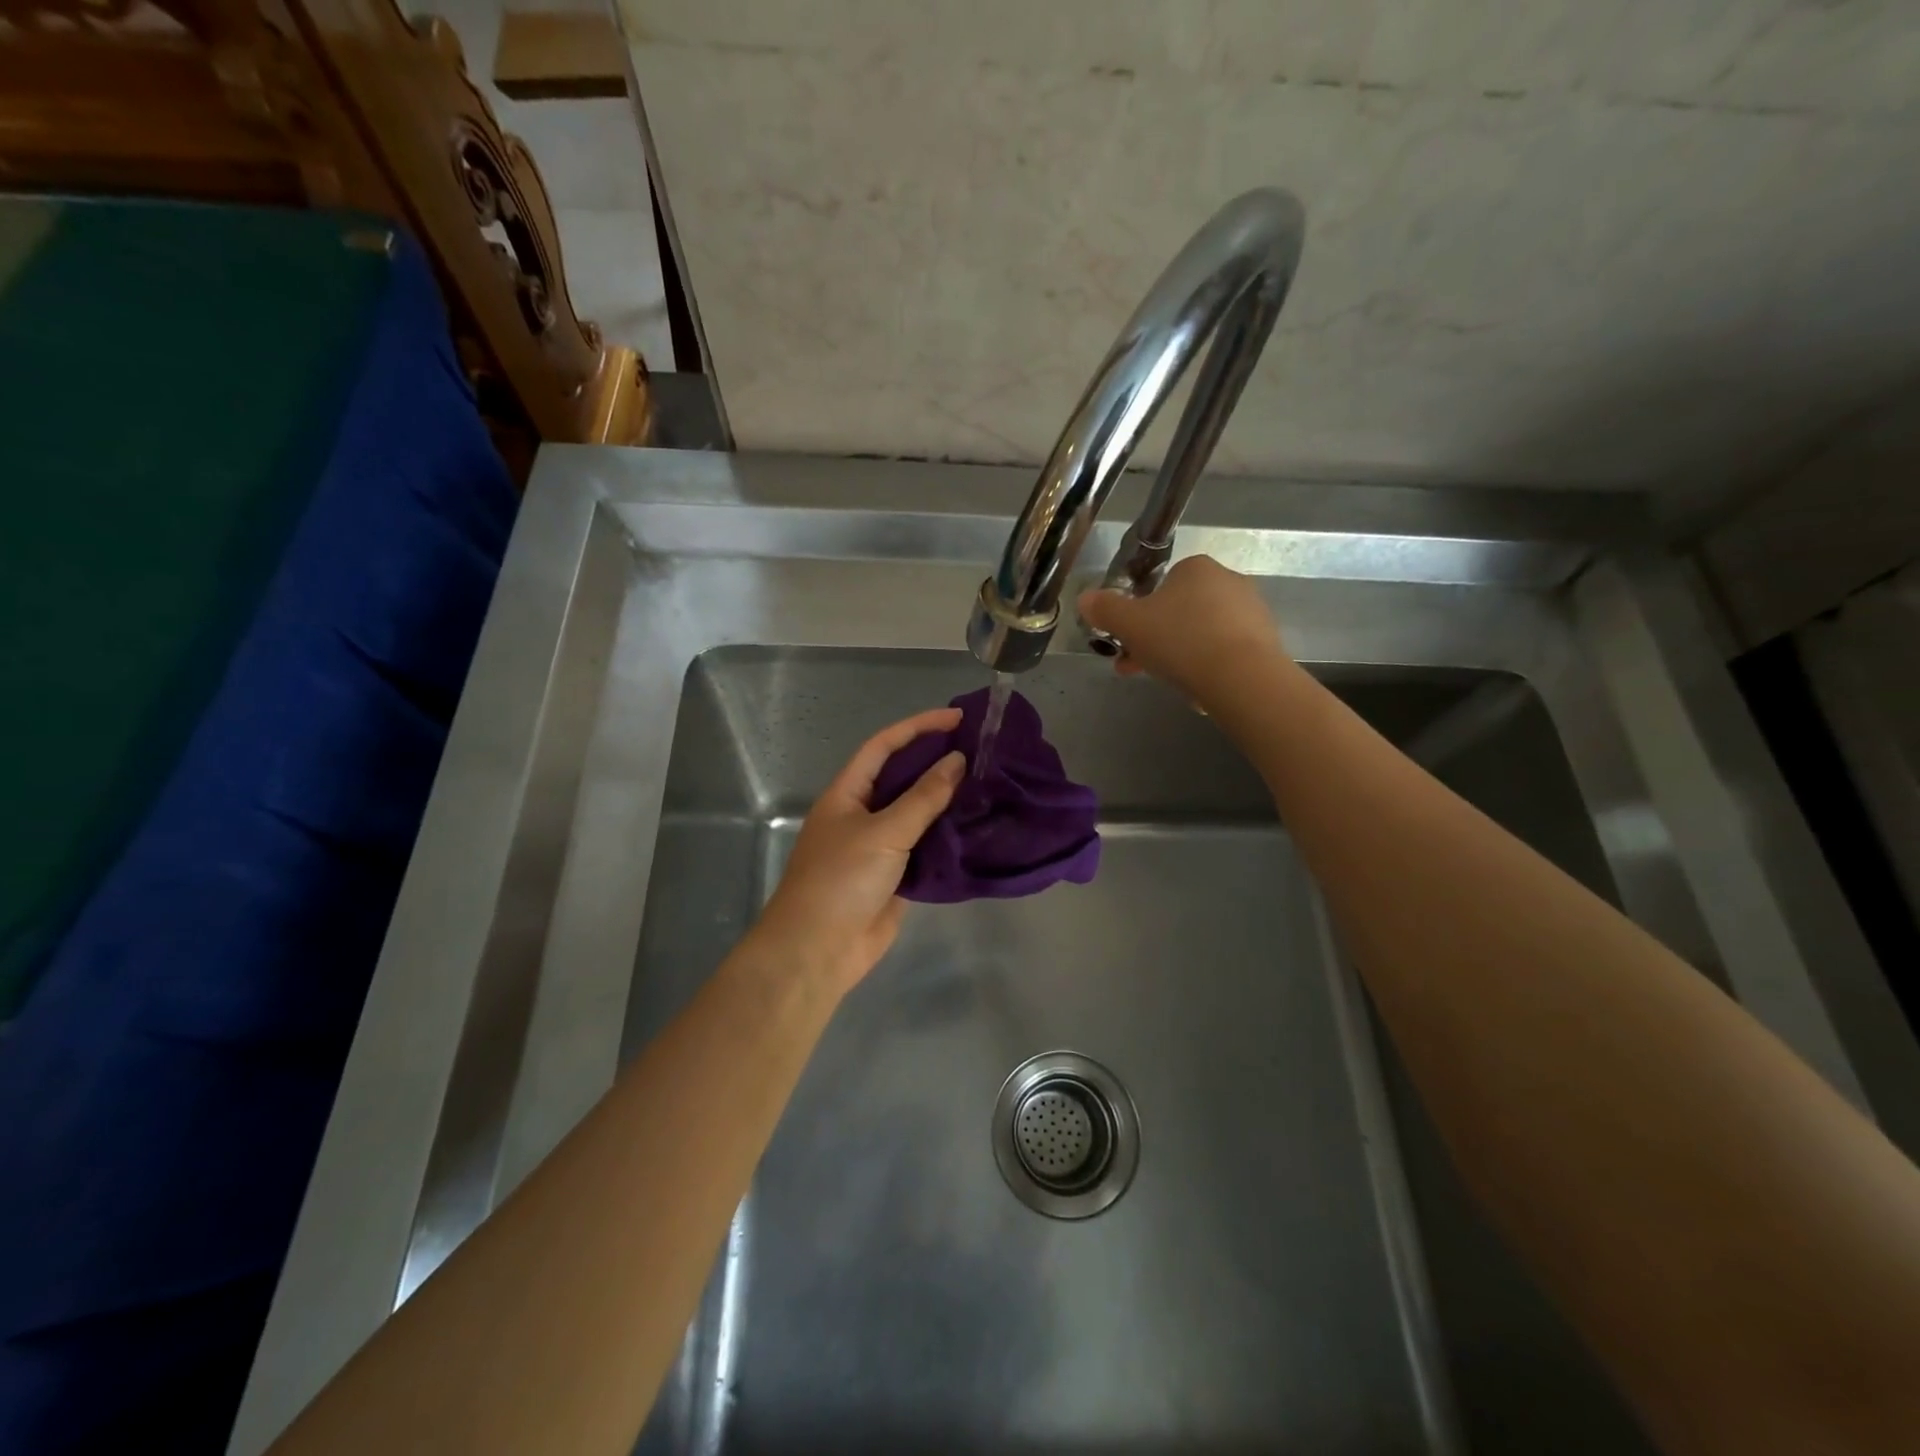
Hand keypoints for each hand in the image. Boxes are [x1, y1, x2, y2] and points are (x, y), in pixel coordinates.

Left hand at [750, 707, 965, 997]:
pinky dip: (949, 836)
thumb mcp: (883, 832)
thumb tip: (957, 762)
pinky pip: (926, 846)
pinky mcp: (896, 875)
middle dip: (936, 760)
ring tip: (987, 782)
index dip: (918, 727)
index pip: (884, 746)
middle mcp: (863, 813)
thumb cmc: (841, 880)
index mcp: (848, 793)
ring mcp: (880, 845)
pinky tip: (978, 826)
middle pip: (903, 776)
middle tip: (981, 750)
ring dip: (947, 799)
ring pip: (917, 812)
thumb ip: (922, 797)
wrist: (819, 950)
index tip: (957, 719)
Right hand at [1077, 555, 1290, 702]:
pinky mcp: (1266, 642)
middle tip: (1136, 666)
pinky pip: (1225, 652)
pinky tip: (1198, 689)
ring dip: (1180, 654)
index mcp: (1196, 568)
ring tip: (1166, 683)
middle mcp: (1228, 581)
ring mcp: (1252, 611)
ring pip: (1201, 633)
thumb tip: (1085, 599)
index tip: (1127, 641)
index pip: (1161, 584)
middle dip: (1155, 639)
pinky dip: (1208, 666)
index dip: (1139, 614)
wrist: (1242, 678)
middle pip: (1180, 611)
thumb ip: (1105, 609)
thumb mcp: (1129, 624)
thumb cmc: (1180, 640)